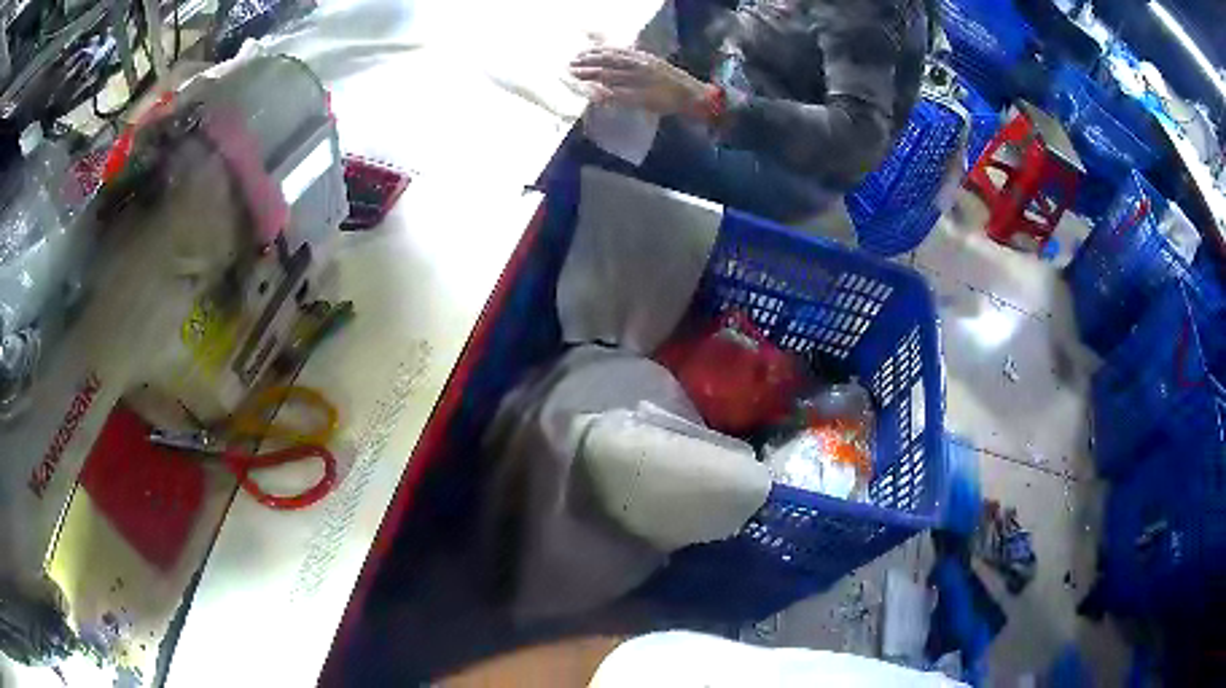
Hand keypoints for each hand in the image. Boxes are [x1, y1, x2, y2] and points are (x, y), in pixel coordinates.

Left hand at [569, 47, 707, 115]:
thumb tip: (618, 60)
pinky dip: (603, 93)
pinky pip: (618, 94)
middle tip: (570, 64)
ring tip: (574, 75)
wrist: (694, 96)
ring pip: (609, 76)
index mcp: (643, 58)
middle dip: (587, 62)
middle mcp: (640, 66)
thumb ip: (637, 62)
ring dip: (590, 75)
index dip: (595, 51)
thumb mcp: (655, 65)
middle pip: (608, 62)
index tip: (580, 53)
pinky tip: (590, 93)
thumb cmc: (674, 83)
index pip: (614, 51)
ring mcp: (640, 81)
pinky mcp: (642, 97)